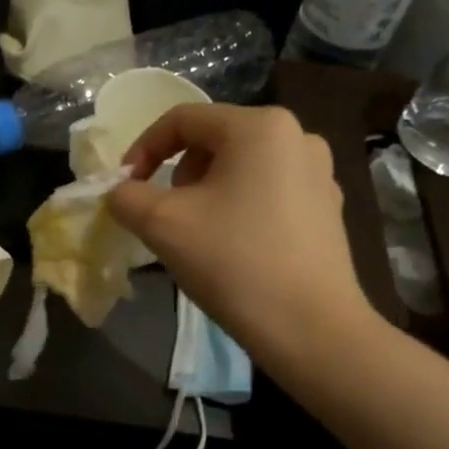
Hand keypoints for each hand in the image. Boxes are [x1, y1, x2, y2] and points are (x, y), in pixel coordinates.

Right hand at [108, 104, 376, 367]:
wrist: (309, 328)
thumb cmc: (233, 262)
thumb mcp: (161, 224)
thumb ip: (126, 197)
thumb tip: (121, 192)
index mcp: (259, 126)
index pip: (182, 119)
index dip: (142, 148)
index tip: (125, 187)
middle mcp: (297, 137)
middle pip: (214, 141)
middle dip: (178, 174)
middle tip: (165, 216)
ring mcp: (319, 173)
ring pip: (241, 168)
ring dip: (207, 193)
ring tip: (198, 235)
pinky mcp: (327, 209)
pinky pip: (268, 192)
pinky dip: (239, 209)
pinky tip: (234, 249)